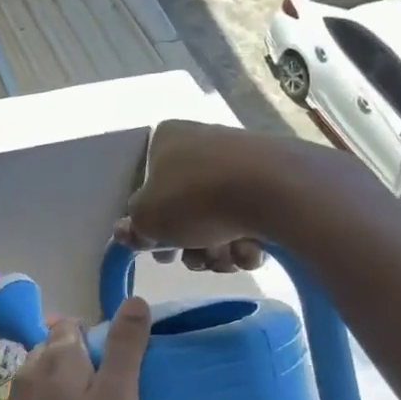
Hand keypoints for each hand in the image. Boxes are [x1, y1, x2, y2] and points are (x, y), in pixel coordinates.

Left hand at [0, 299, 152, 399]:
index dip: (100, 339)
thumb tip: (135, 300)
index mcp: (57, 356)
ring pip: (47, 381)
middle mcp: (29, 370)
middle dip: (84, 364)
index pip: (75, 324)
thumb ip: (125, 349)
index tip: (121, 372)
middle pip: (58, 350)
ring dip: (68, 392)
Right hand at [113, 119, 268, 274]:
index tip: (162, 252)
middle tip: (195, 259)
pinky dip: (246, 241)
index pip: (149, 186)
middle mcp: (202, 143)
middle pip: (186, 208)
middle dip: (190, 244)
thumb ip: (133, 227)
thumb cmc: (194, 197)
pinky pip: (250, 218)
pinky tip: (252, 250)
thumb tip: (127, 231)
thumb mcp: (147, 219)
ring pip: (218, 219)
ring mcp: (240, 161)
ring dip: (217, 249)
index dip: (153, 227)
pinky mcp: (273, 181)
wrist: (272, 190)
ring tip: (226, 257)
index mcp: (167, 140)